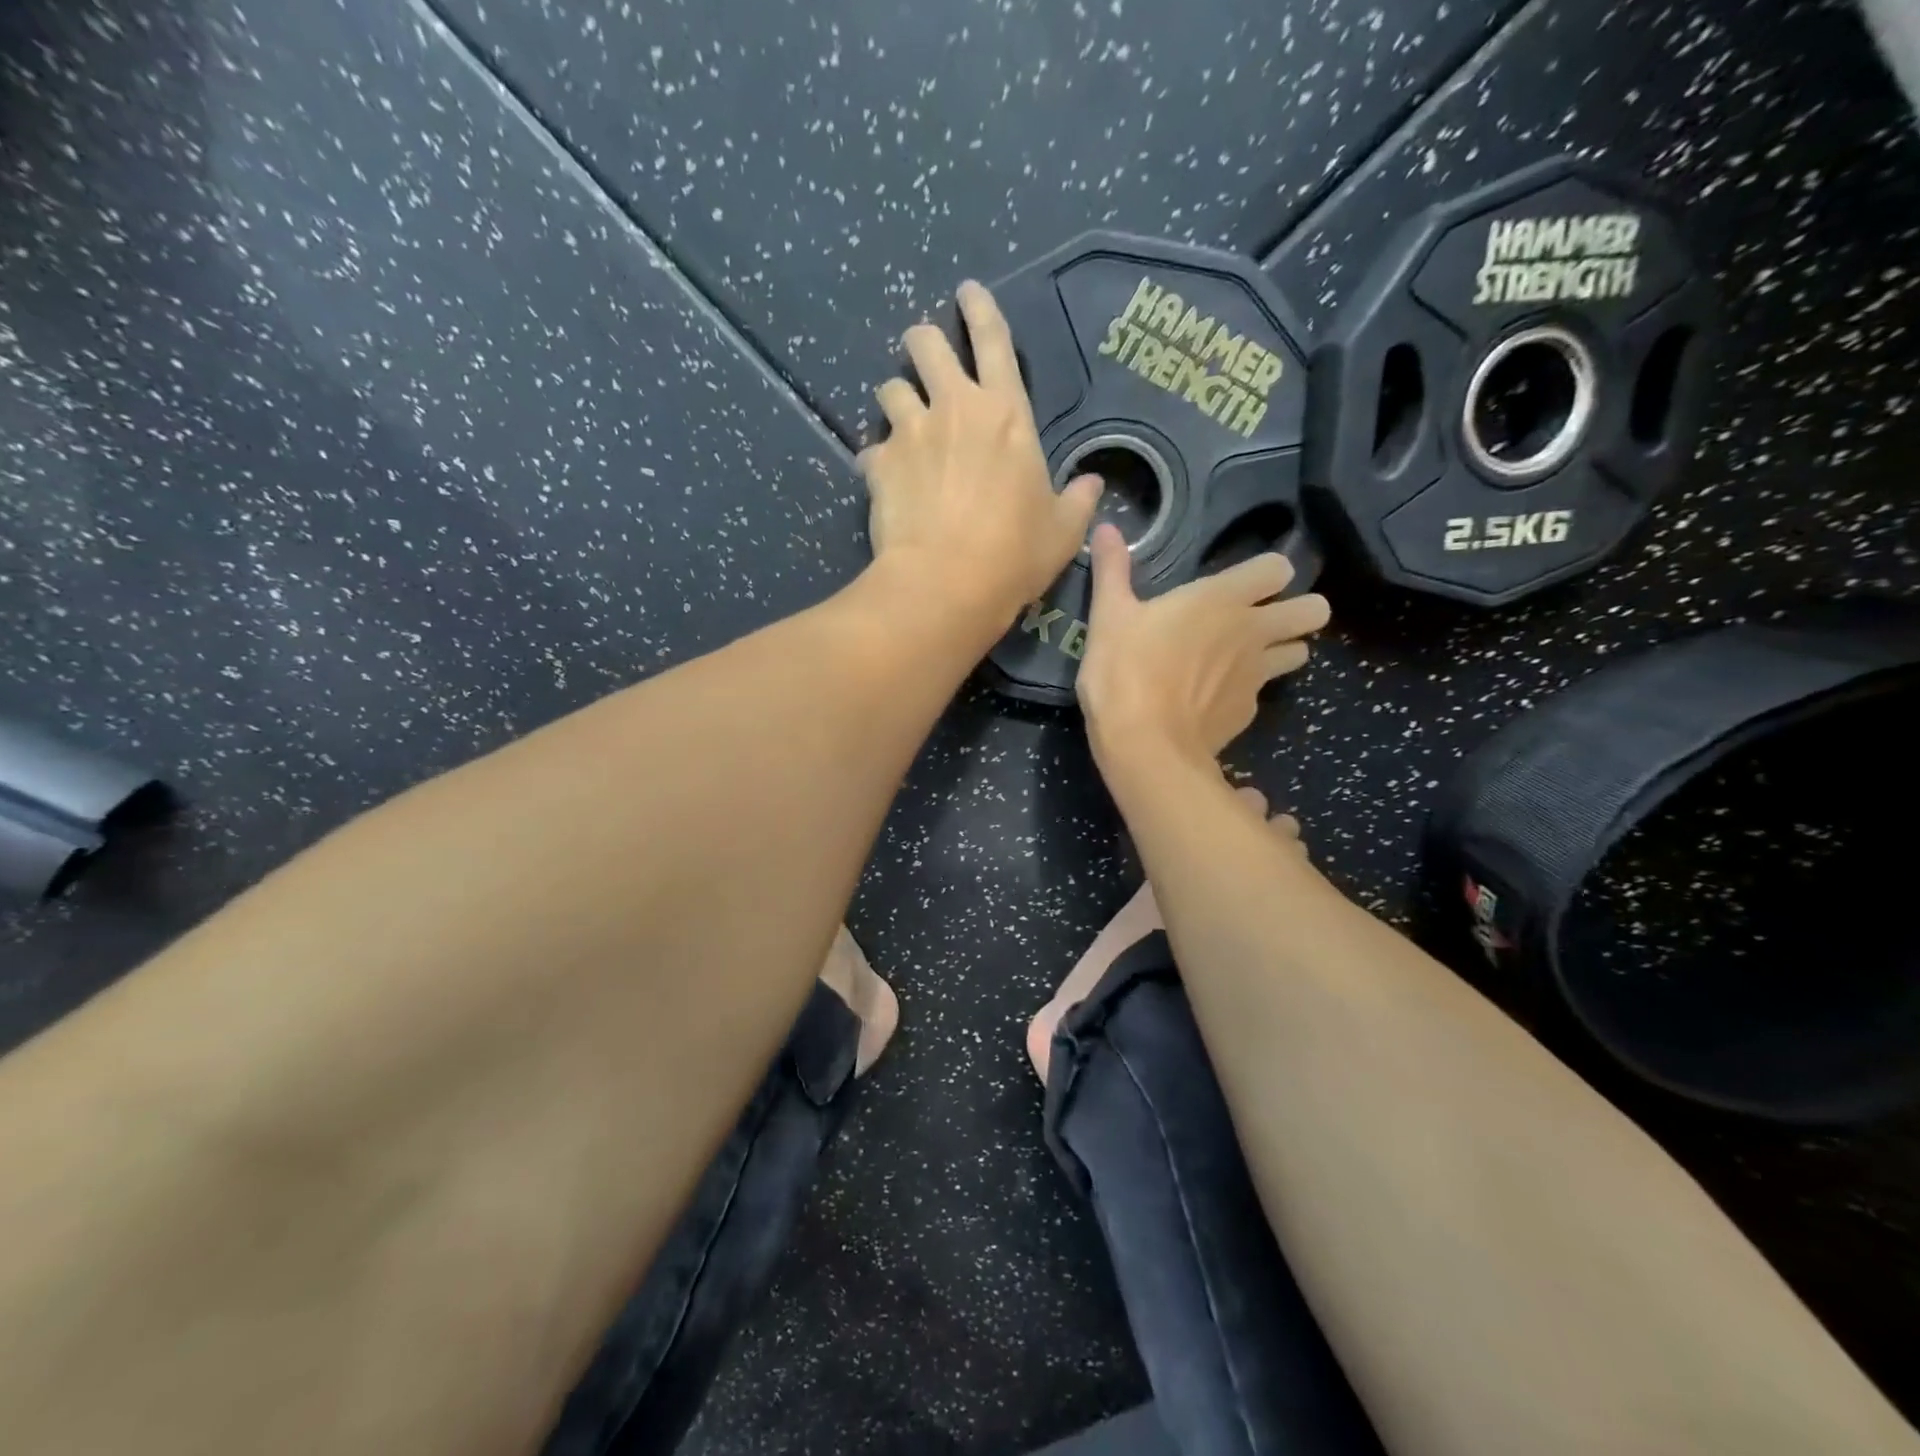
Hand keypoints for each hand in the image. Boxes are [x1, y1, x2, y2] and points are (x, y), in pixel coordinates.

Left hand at [861, 282, 1101, 622]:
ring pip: (889, 389)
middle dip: (922, 341)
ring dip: (895, 398)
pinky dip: (878, 459)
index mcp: (1006, 413)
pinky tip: (884, 478)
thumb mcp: (1063, 531)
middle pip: (926, 344)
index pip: (994, 340)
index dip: (981, 310)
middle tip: (923, 353)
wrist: (948, 583)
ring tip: (901, 420)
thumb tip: (1092, 484)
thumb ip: (1078, 501)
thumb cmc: (1015, 554)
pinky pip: (871, 449)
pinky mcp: (879, 465)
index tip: (967, 292)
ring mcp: (911, 433)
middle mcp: (954, 408)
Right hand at [1077, 524, 1330, 764]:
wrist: (1145, 745)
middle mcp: (1251, 632)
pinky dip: (1245, 692)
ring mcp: (1256, 676)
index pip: (1279, 568)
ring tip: (1246, 659)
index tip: (1245, 584)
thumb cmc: (1125, 671)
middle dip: (1299, 611)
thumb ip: (1112, 570)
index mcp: (1221, 599)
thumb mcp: (1109, 616)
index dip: (1268, 573)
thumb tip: (1105, 527)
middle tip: (1264, 620)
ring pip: (1299, 653)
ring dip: (1282, 651)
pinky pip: (1261, 693)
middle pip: (1313, 611)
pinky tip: (1213, 700)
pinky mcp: (1248, 712)